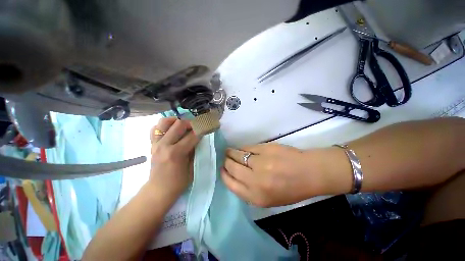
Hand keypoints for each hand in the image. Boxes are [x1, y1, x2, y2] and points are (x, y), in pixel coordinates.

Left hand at [149, 118, 199, 200]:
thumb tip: (199, 138)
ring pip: (165, 122)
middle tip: (197, 127)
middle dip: (191, 123)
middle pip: (179, 124)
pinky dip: (164, 126)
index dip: (202, 130)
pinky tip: (171, 129)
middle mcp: (164, 145)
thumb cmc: (178, 182)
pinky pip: (156, 128)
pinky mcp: (152, 144)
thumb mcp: (192, 167)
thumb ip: (196, 151)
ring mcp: (156, 143)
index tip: (208, 127)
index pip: (192, 135)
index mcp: (176, 153)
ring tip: (183, 125)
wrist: (159, 190)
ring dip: (176, 121)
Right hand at [221, 143, 322, 206]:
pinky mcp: (265, 149)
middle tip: (225, 158)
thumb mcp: (268, 199)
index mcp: (256, 197)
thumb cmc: (290, 189)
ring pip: (237, 155)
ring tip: (229, 151)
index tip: (222, 169)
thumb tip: (234, 175)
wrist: (309, 173)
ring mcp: (260, 162)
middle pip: (232, 167)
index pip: (230, 183)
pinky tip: (241, 148)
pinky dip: (242, 148)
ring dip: (231, 152)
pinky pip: (247, 147)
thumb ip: (249, 190)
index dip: (224, 174)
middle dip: (226, 162)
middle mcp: (255, 180)